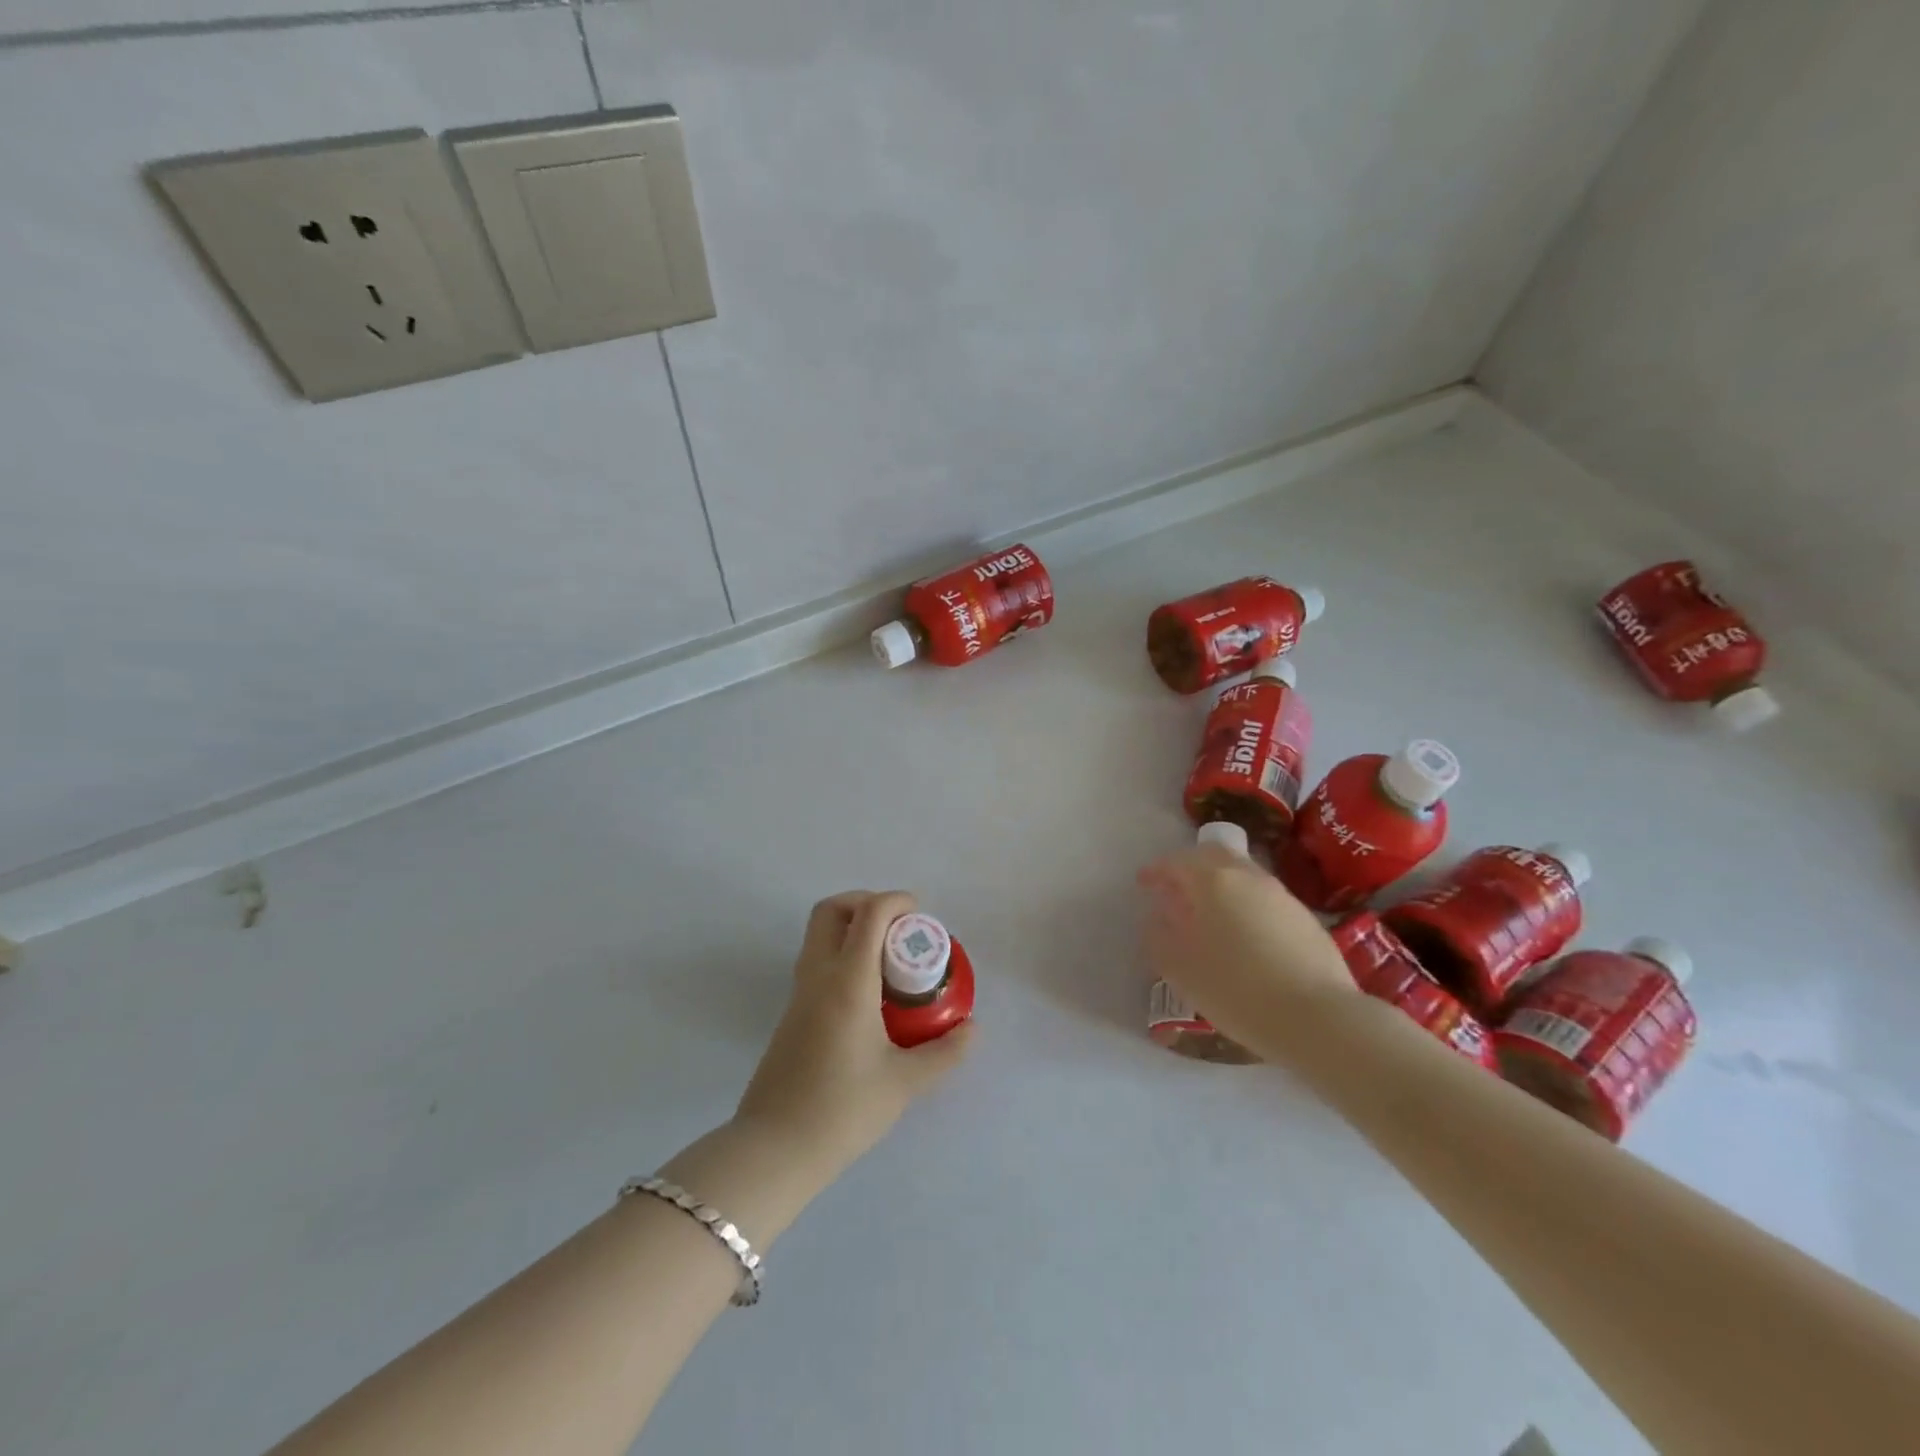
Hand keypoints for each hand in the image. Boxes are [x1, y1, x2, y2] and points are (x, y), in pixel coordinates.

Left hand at [735, 891, 973, 1173]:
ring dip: (852, 929)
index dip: (896, 901)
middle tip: (898, 927)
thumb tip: (972, 1029)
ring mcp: (798, 994)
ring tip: (889, 960)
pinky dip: (842, 955)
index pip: (869, 915)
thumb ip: (944, 1052)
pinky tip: (869, 994)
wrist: (774, 1150)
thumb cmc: (842, 1110)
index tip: (920, 915)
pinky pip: (816, 962)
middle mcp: (818, 976)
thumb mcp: (904, 1083)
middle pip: (831, 910)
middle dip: (865, 903)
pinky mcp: (791, 1014)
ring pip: (819, 935)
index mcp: (847, 981)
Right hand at [1137, 843, 1355, 1062]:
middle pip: (1214, 856)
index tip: (1144, 883)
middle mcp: (1248, 877)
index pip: (1177, 862)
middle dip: (1190, 866)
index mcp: (1213, 882)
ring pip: (1243, 874)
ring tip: (1209, 913)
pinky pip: (1264, 898)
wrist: (1319, 1018)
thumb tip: (1156, 918)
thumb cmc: (1238, 990)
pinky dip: (1245, 903)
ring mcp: (1281, 895)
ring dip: (1220, 884)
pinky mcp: (1305, 918)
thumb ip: (1160, 937)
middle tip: (1175, 888)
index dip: (1157, 871)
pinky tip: (1244, 935)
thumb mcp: (1181, 969)